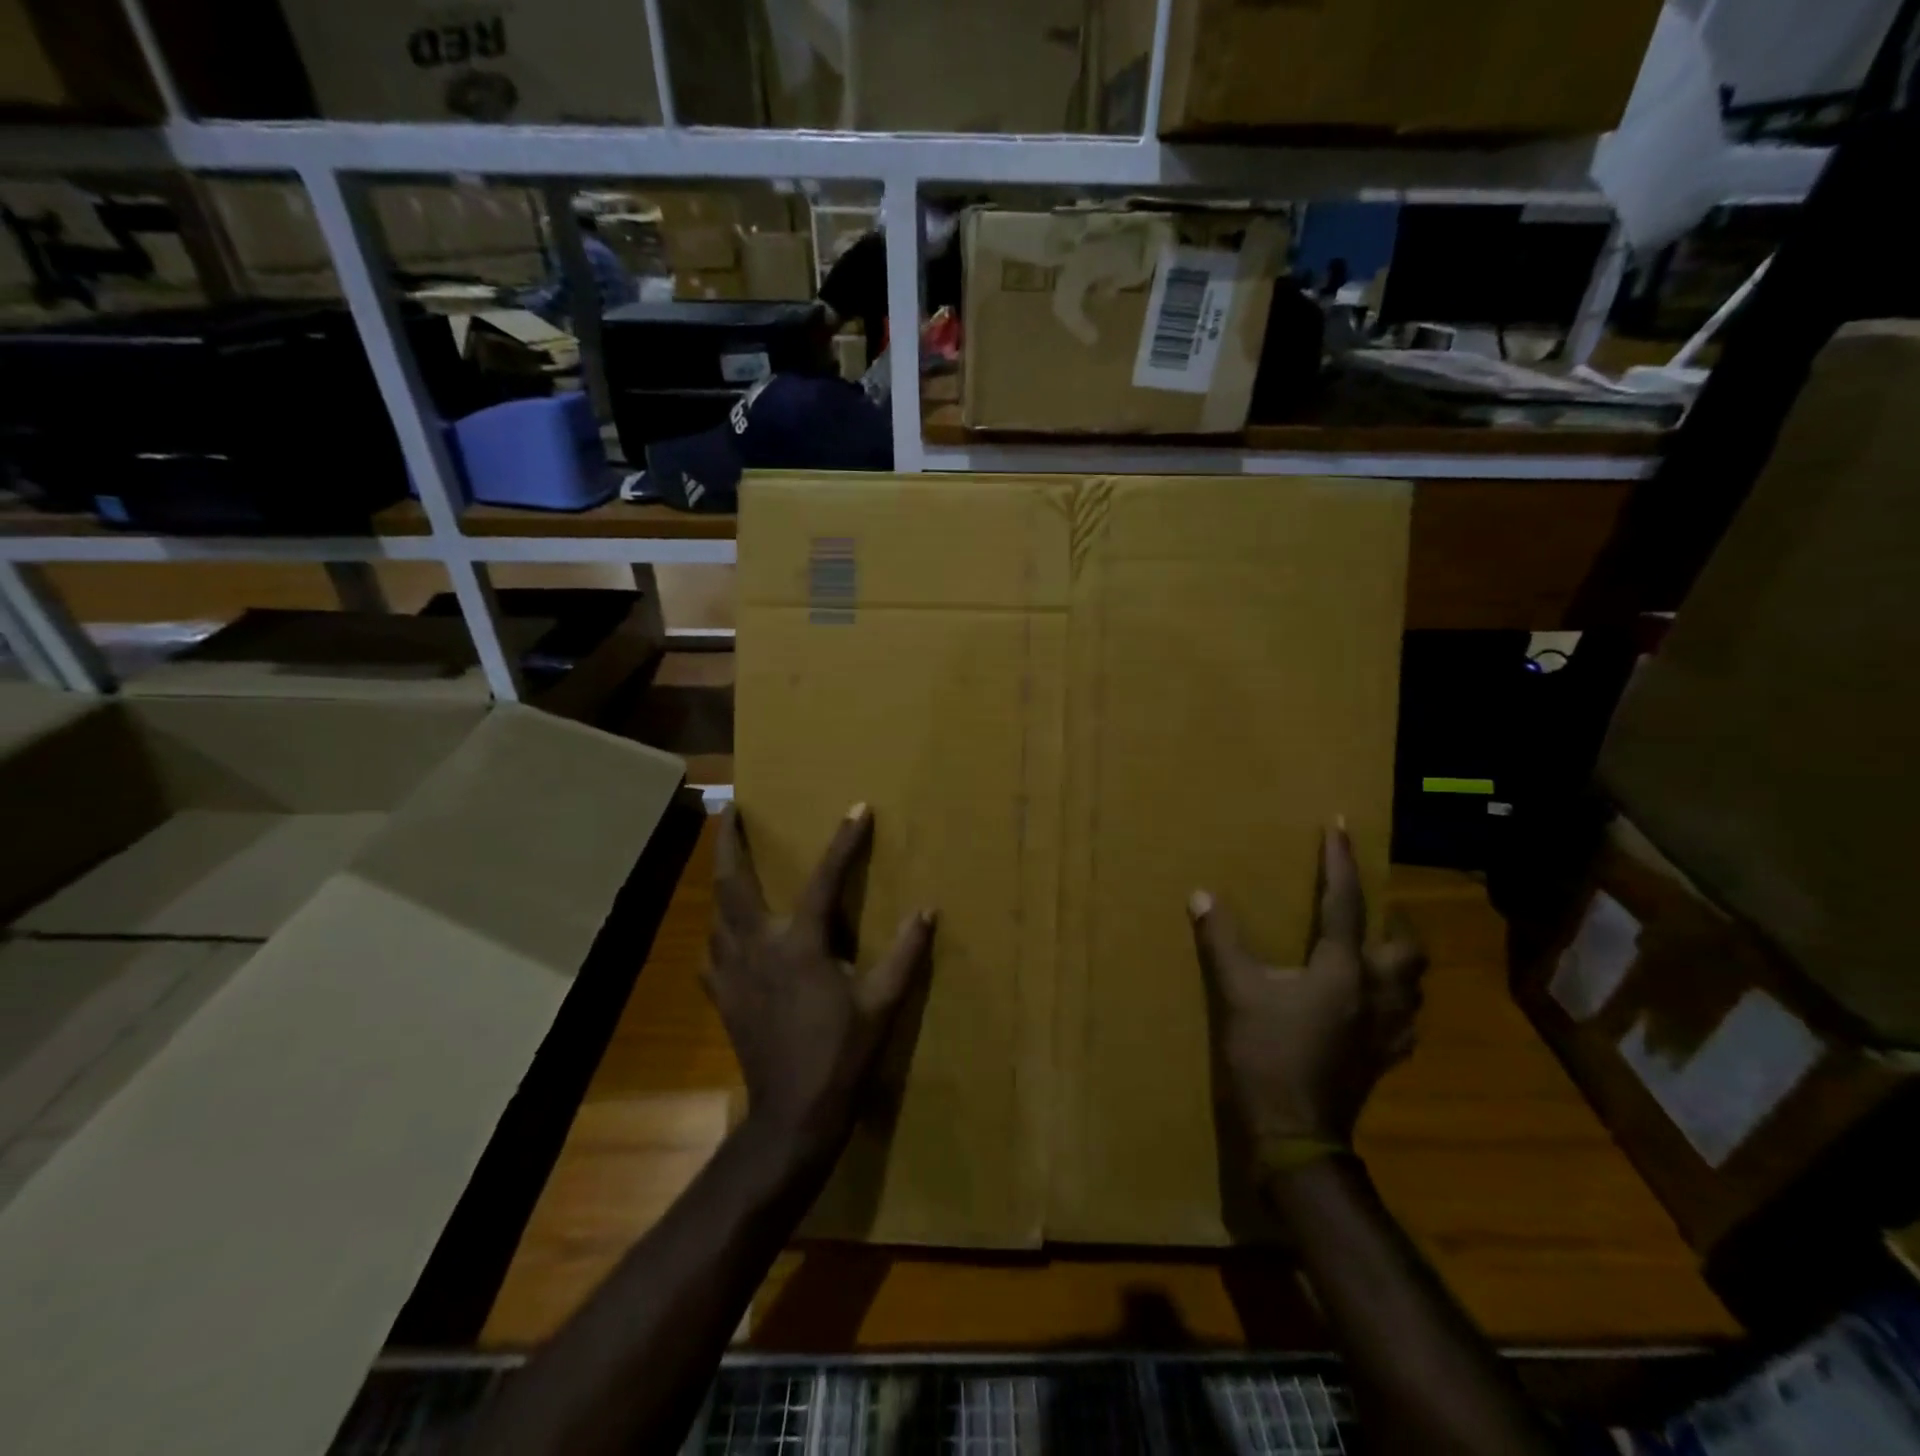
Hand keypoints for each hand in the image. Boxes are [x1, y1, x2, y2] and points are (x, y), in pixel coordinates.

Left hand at [709, 803, 935, 1158]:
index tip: (858, 810)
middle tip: (730, 810)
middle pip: (733, 882)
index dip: (844, 842)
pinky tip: (723, 933)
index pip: (824, 879)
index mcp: (801, 943)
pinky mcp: (723, 996)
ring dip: (720, 880)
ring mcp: (733, 971)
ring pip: (717, 913)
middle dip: (730, 842)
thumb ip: (905, 954)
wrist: (793, 1113)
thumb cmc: (843, 1054)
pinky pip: (711, 952)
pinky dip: (717, 933)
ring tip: (727, 860)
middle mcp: (759, 946)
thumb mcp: (883, 1003)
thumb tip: (927, 910)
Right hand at [1190, 827, 1426, 1160]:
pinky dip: (1395, 1002)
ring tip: (1374, 950)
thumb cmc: (1266, 1056)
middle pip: (1407, 947)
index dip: (1341, 862)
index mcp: (1343, 971)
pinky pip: (1405, 1019)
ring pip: (1414, 985)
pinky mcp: (1386, 1059)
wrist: (1294, 1134)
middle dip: (1394, 920)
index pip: (1346, 903)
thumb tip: (1201, 895)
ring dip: (1400, 961)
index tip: (1340, 827)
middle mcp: (1377, 994)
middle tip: (1370, 908)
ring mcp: (1388, 1031)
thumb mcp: (1236, 992)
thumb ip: (1221, 941)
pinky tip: (1372, 1005)